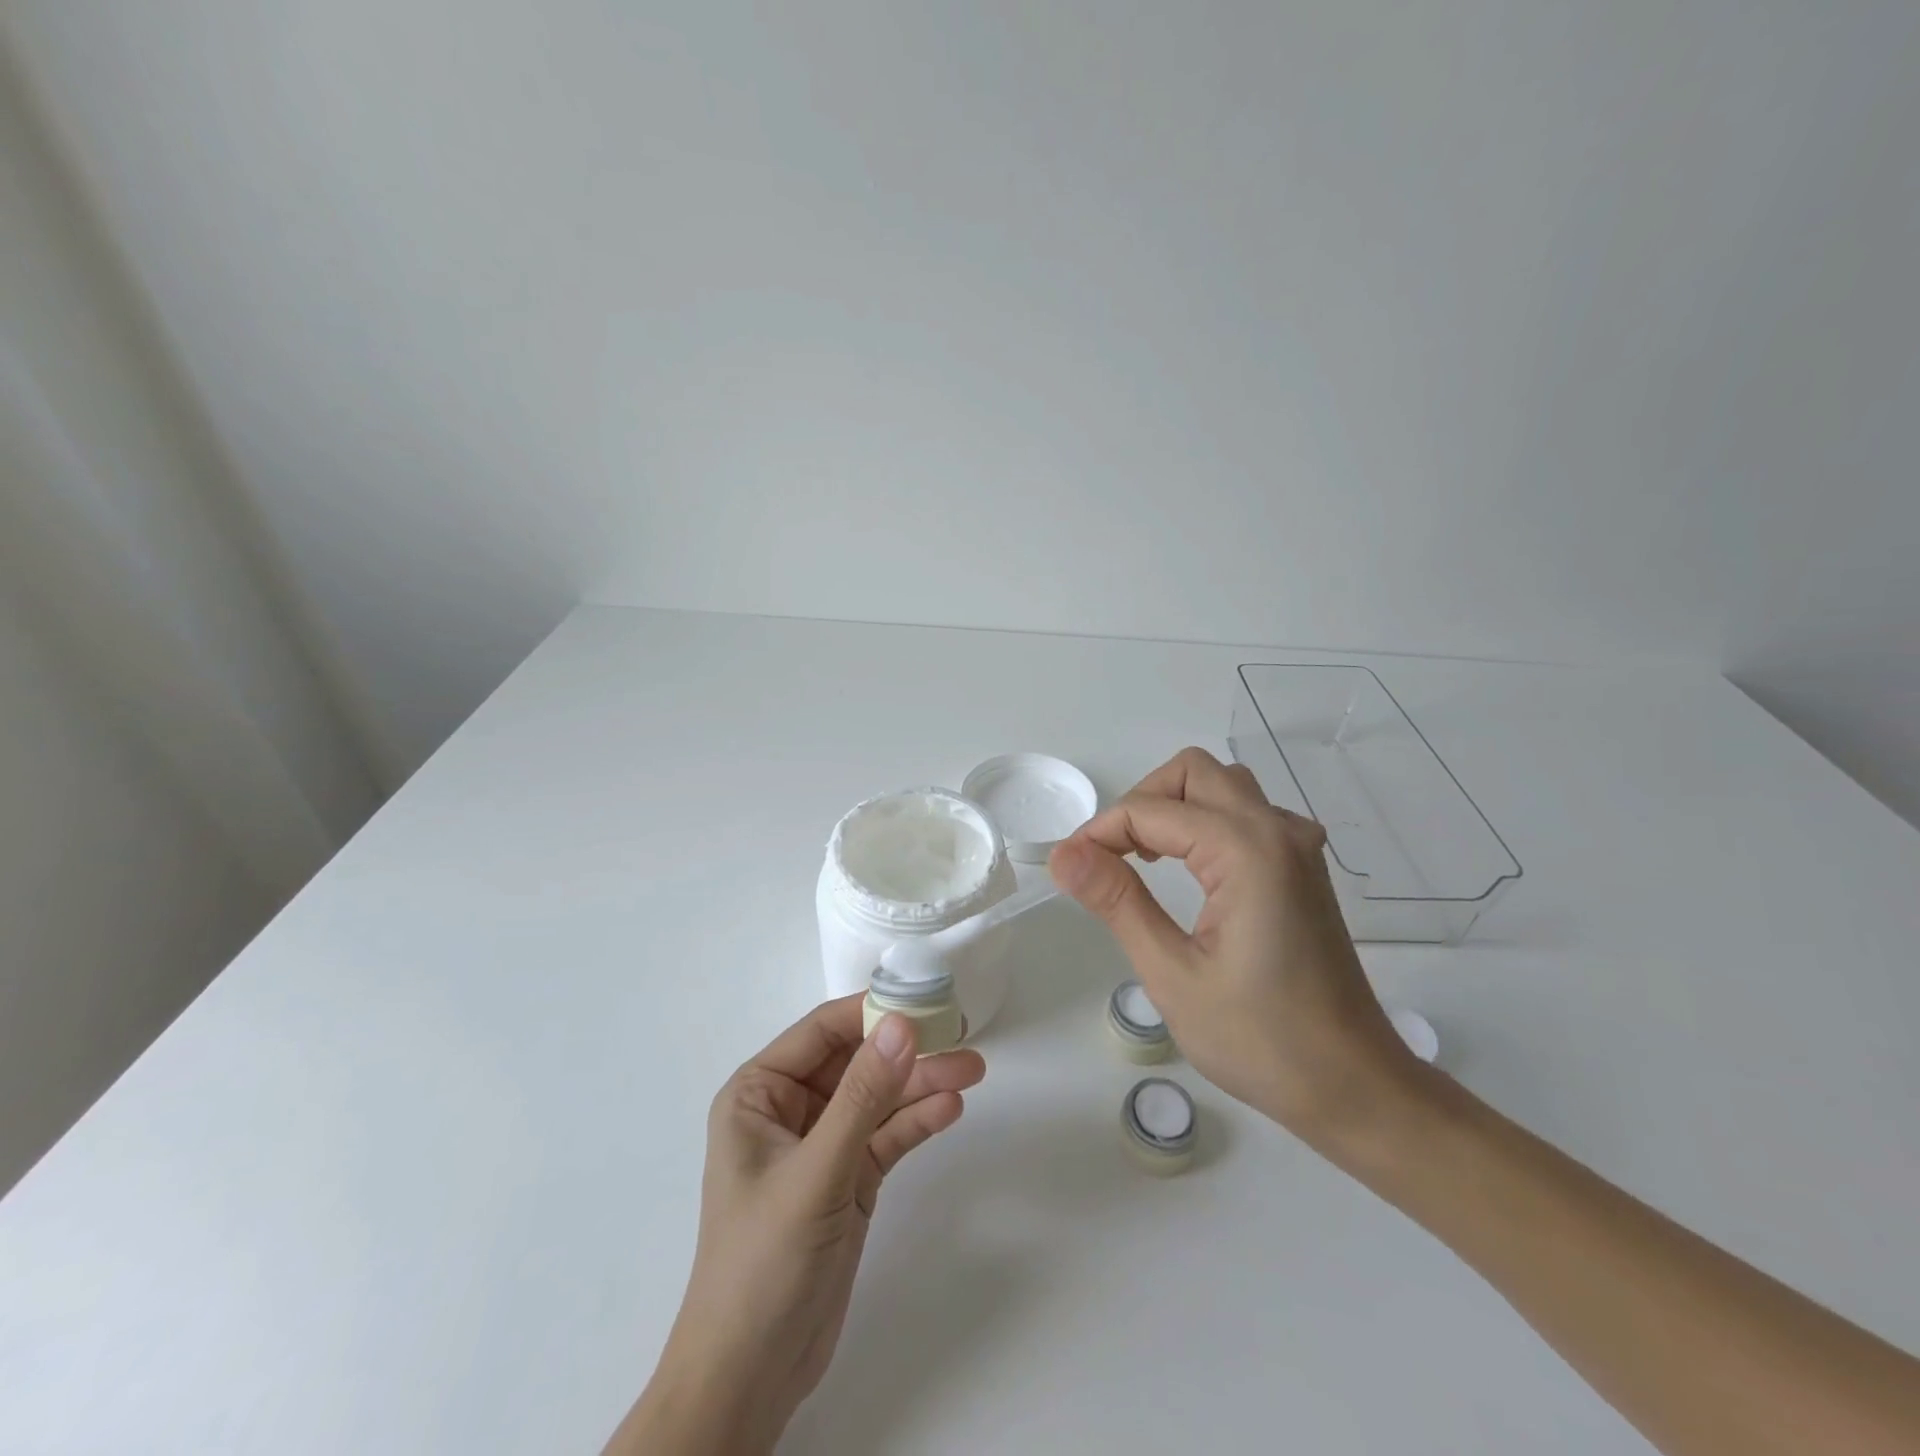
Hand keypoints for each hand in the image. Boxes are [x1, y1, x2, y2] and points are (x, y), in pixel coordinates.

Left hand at [607, 997, 986, 1454]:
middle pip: (857, 1062)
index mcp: (760, 1092)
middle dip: (907, 1050)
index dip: (871, 1011)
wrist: (751, 1377)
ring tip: (972, 1070)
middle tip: (961, 1032)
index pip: (823, 1032)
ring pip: (878, 1098)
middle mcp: (790, 1109)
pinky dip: (916, 1122)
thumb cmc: (763, 1260)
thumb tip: (902, 1023)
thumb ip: (863, 1095)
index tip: (923, 999)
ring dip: (921, 1084)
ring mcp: (823, 1145)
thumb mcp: (816, 1170)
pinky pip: (886, 1136)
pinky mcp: (849, 1179)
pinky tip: (950, 1109)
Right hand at [1049, 746, 1416, 1146]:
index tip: (1069, 869)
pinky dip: (1204, 822)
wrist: (1352, 1084)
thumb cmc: (1259, 1039)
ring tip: (1143, 859)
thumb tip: (1063, 855)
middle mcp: (1277, 830)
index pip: (1150, 810)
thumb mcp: (1172, 973)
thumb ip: (1117, 901)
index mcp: (1246, 851)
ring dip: (1174, 806)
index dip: (1099, 832)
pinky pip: (1245, 813)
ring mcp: (1297, 845)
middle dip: (1139, 802)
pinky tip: (1189, 869)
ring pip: (1221, 785)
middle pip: (1192, 772)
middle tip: (1109, 857)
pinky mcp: (1302, 866)